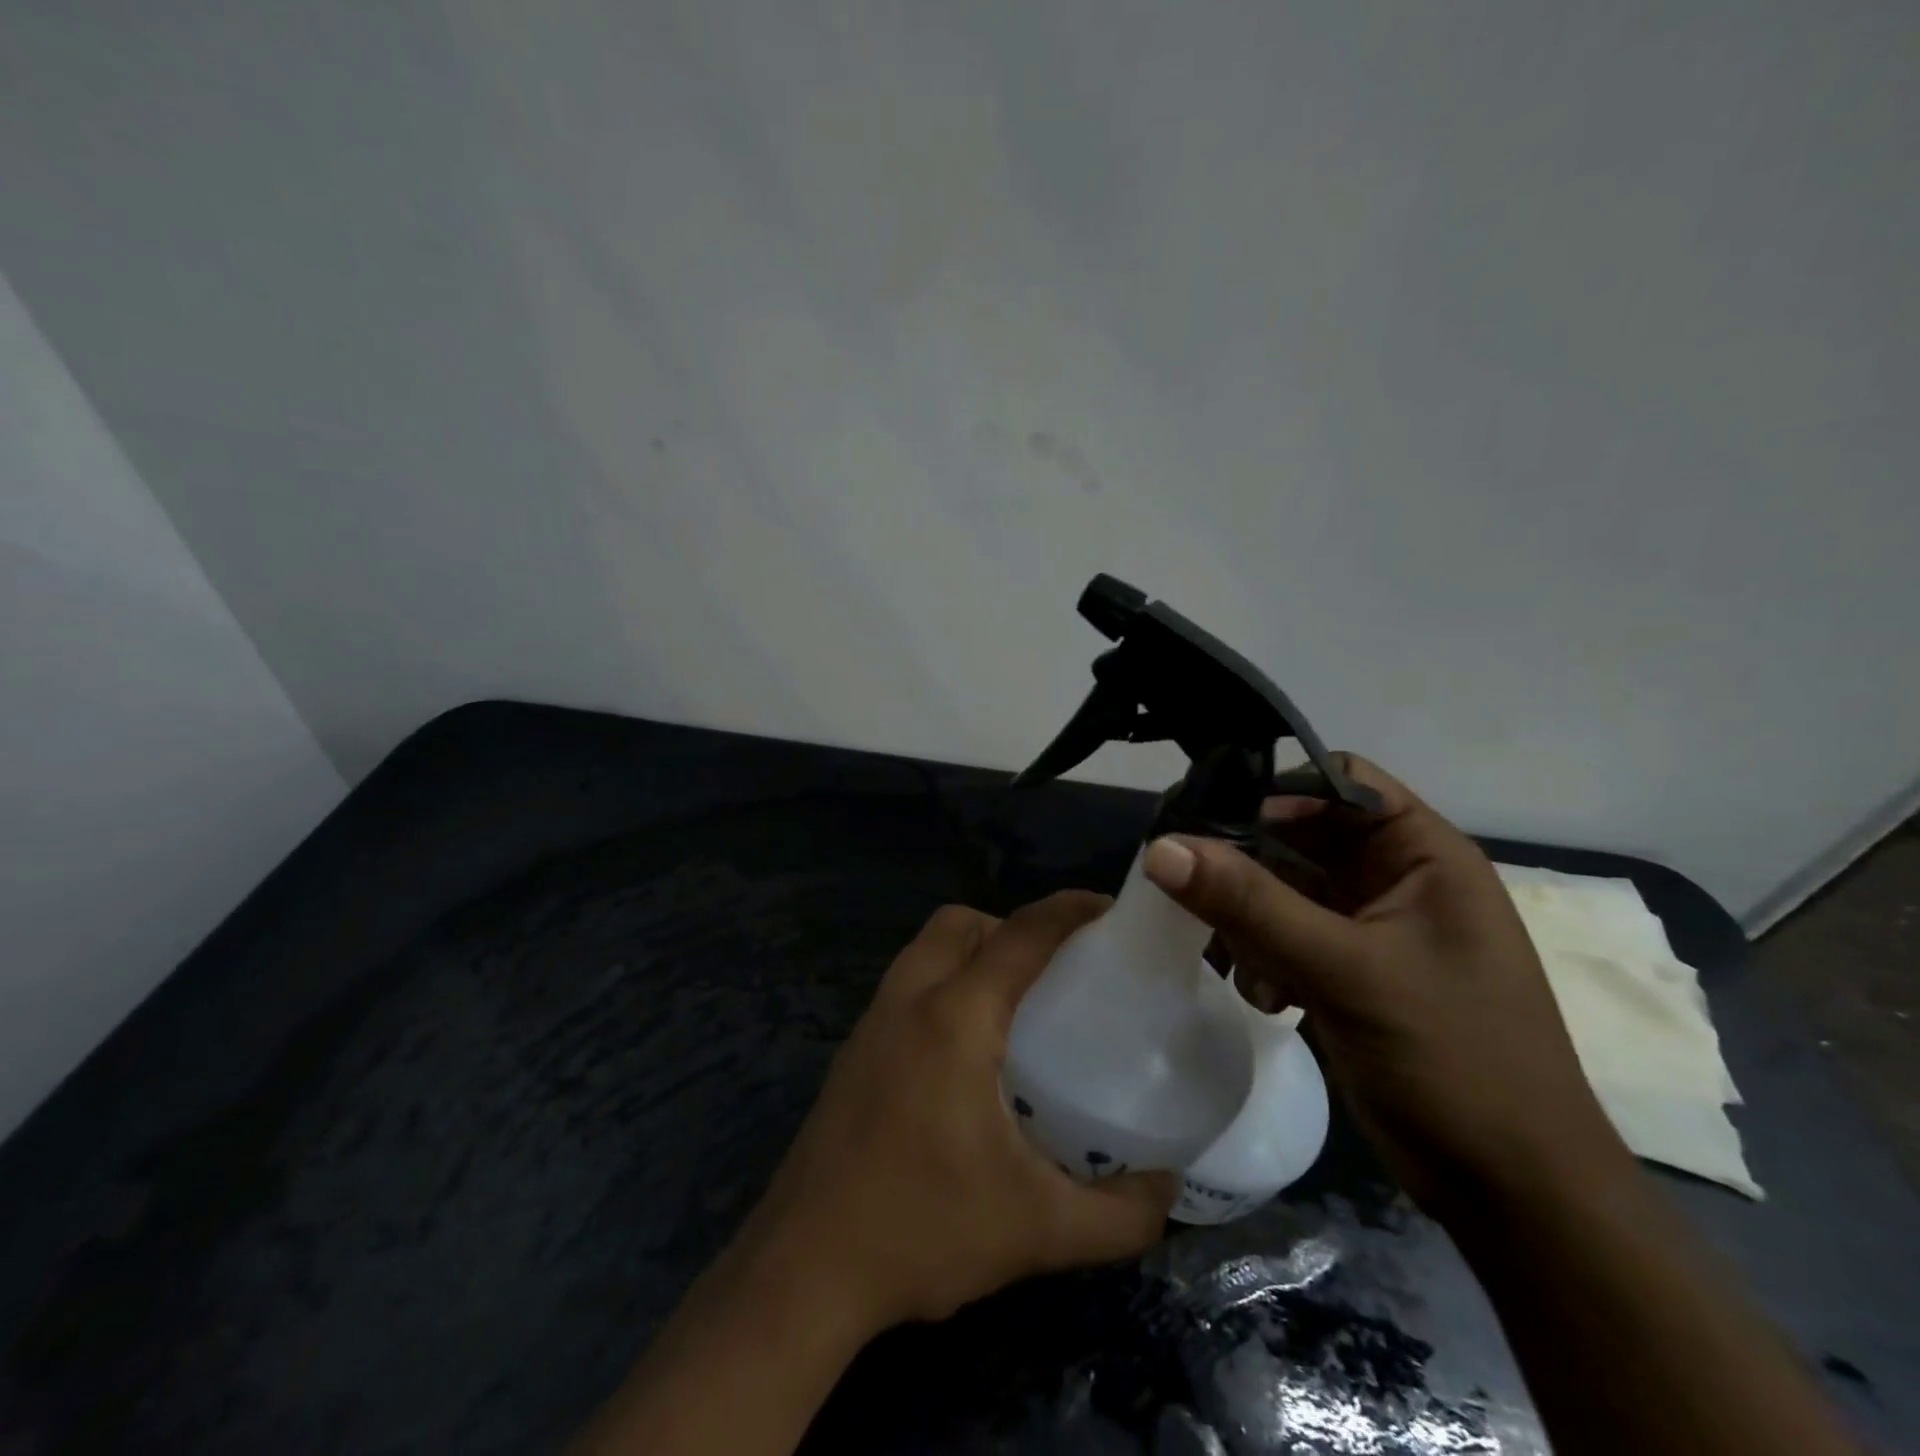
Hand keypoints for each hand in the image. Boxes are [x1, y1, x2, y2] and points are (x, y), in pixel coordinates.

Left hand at [738, 893, 1176, 1333]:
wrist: (804, 1269)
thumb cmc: (920, 1231)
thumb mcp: (1037, 1230)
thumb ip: (1119, 1214)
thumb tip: (1168, 1188)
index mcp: (953, 1017)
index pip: (1019, 935)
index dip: (1069, 910)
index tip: (1111, 909)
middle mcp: (908, 999)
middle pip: (961, 923)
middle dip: (1012, 926)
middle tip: (1057, 970)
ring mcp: (872, 1020)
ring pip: (927, 947)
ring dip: (974, 950)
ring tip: (1018, 1003)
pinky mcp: (854, 1048)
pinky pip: (908, 982)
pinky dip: (945, 981)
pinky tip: (969, 1047)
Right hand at [1142, 755, 1633, 1220]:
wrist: (1510, 1192)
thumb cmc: (1453, 1060)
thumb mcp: (1346, 970)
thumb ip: (1250, 903)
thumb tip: (1160, 847)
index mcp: (1422, 855)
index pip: (1339, 782)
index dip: (1276, 789)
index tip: (1208, 817)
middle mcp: (1394, 879)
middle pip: (1300, 835)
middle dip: (1246, 859)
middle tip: (1184, 876)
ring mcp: (1369, 928)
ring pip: (1283, 888)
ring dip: (1248, 916)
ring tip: (1233, 954)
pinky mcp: (1345, 971)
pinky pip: (1283, 935)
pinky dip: (1262, 955)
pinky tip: (1263, 996)